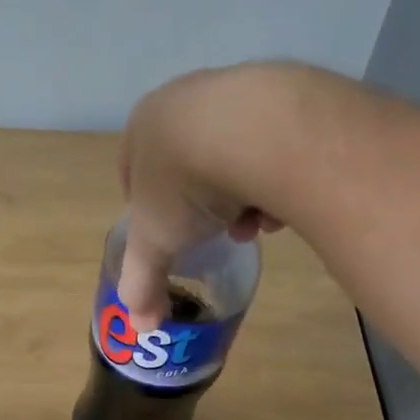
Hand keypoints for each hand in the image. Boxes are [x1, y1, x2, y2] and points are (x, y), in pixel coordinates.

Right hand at [117, 70, 281, 332]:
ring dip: (241, 196)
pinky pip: (272, 145)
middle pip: (189, 163)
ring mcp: (235, 92)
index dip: (149, 207)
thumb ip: (142, 282)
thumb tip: (140, 327)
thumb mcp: (155, 242)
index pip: (135, 168)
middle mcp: (185, 98)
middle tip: (216, 234)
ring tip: (256, 224)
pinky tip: (284, 201)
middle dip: (202, 206)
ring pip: (233, 156)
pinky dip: (275, 176)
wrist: (255, 133)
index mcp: (144, 125)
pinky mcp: (282, 95)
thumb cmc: (185, 184)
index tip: (168, 234)